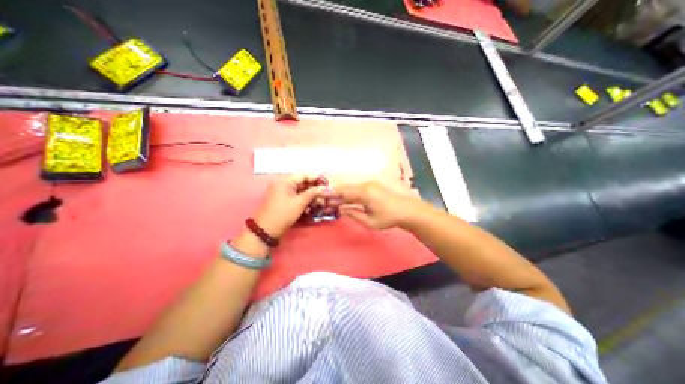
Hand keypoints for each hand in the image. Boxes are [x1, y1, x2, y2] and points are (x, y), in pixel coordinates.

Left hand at [254, 176, 328, 236]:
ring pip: (299, 189)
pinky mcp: (282, 200)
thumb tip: (324, 188)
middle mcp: (282, 184)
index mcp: (285, 181)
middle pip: (302, 182)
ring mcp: (282, 192)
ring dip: (310, 194)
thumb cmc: (283, 214)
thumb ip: (312, 193)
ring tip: (320, 200)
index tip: (327, 184)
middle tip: (325, 194)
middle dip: (314, 188)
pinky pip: (295, 195)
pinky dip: (304, 199)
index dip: (316, 179)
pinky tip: (312, 203)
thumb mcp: (299, 203)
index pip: (303, 175)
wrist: (266, 231)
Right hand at [326, 182, 422, 228]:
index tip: (320, 195)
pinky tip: (345, 199)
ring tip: (333, 201)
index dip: (331, 194)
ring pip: (351, 188)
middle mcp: (365, 185)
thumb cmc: (388, 218)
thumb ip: (353, 214)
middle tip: (325, 200)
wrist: (407, 210)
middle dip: (335, 194)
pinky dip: (350, 194)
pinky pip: (357, 189)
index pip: (343, 192)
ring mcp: (370, 184)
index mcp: (363, 193)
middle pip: (346, 188)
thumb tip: (341, 210)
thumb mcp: (369, 221)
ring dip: (342, 194)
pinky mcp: (373, 186)